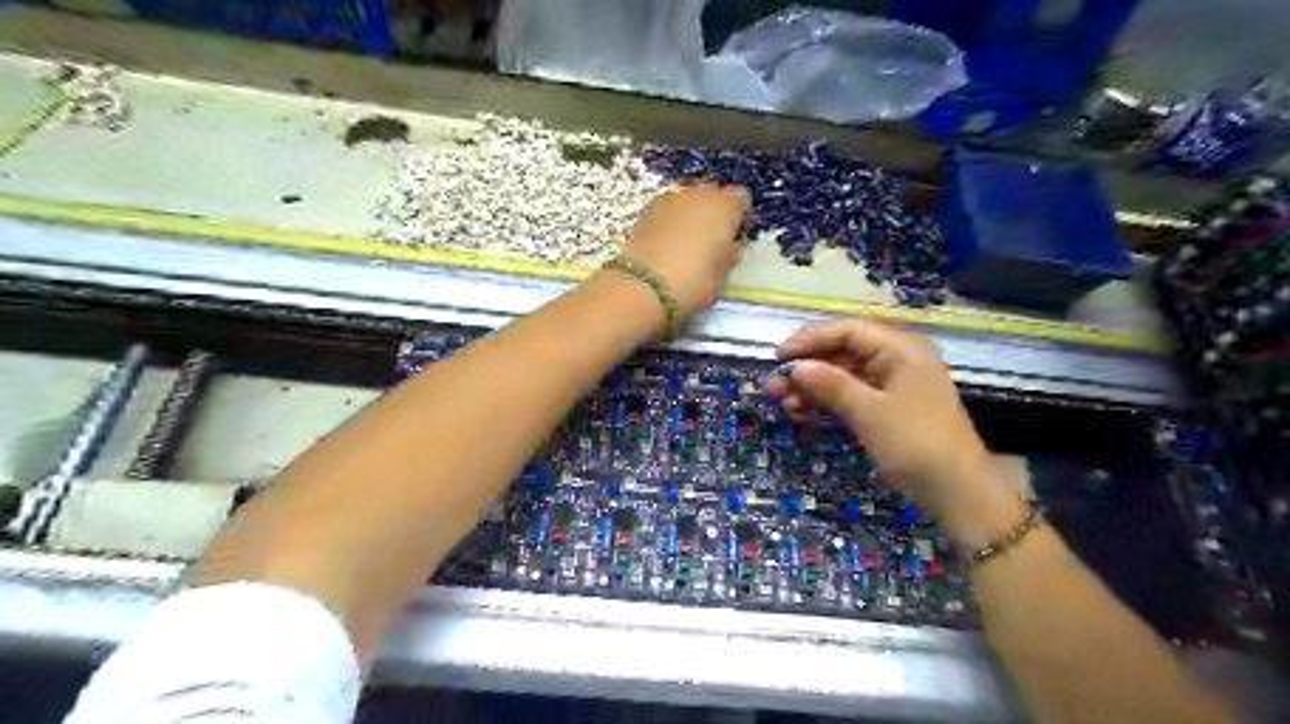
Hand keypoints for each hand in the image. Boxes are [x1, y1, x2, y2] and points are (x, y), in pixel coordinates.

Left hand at [619, 182, 751, 313]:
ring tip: (686, 244)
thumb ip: (730, 255)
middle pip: (713, 194)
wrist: (642, 287)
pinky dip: (670, 220)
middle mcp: (698, 194)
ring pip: (688, 200)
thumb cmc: (693, 283)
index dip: (740, 217)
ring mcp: (669, 199)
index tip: (735, 238)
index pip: (742, 198)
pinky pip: (668, 209)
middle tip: (712, 241)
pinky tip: (666, 244)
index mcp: (724, 207)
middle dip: (715, 212)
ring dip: (691, 215)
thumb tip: (729, 246)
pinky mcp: (646, 209)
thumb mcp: (723, 276)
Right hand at [770, 319, 1024, 546]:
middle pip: (844, 352)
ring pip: (844, 375)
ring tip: (782, 401)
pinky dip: (827, 401)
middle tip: (774, 383)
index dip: (811, 340)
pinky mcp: (888, 407)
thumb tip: (795, 367)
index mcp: (901, 350)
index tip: (779, 356)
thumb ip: (831, 385)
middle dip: (808, 367)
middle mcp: (897, 360)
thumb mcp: (870, 413)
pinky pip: (851, 394)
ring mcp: (893, 384)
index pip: (848, 331)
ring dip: (813, 386)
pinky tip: (802, 411)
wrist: (957, 492)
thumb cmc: (916, 444)